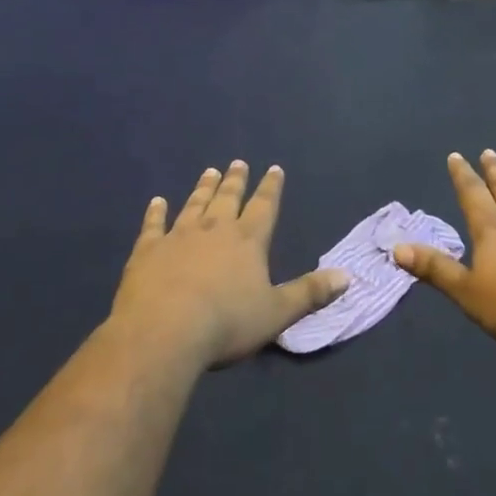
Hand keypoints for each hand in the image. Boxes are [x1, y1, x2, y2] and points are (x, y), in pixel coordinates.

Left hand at [110, 162, 349, 367]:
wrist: (164, 332)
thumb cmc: (227, 324)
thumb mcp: (277, 312)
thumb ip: (310, 292)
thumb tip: (347, 275)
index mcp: (248, 241)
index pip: (264, 206)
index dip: (271, 188)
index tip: (274, 168)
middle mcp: (214, 230)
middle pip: (228, 198)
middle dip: (235, 180)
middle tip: (237, 163)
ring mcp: (178, 237)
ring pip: (194, 205)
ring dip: (203, 188)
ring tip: (209, 171)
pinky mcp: (147, 251)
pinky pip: (153, 225)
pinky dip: (156, 212)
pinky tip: (157, 201)